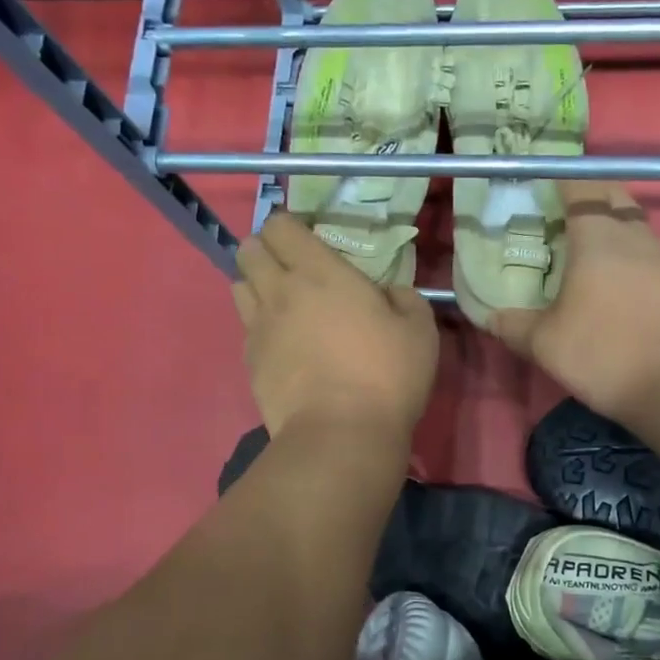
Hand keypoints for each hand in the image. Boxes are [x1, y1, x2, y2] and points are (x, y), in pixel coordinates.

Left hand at [233, 213, 438, 439]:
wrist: (341, 434)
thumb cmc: (386, 375)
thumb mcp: (420, 330)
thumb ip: (405, 298)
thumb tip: (391, 293)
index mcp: (319, 272)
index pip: (281, 225)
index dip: (291, 228)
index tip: (310, 242)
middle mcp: (280, 291)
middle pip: (248, 250)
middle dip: (265, 251)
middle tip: (292, 270)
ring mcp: (259, 328)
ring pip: (239, 287)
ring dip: (256, 286)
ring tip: (283, 305)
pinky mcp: (250, 363)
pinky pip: (246, 329)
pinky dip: (259, 328)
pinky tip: (283, 347)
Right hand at [492, 183, 659, 421]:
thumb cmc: (608, 353)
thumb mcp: (546, 345)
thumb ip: (515, 326)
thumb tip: (490, 316)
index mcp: (599, 235)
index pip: (580, 185)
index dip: (559, 178)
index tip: (539, 184)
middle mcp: (636, 235)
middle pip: (613, 197)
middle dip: (587, 198)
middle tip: (558, 218)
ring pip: (634, 227)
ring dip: (610, 230)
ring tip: (582, 255)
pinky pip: (649, 257)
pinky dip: (628, 260)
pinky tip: (613, 289)